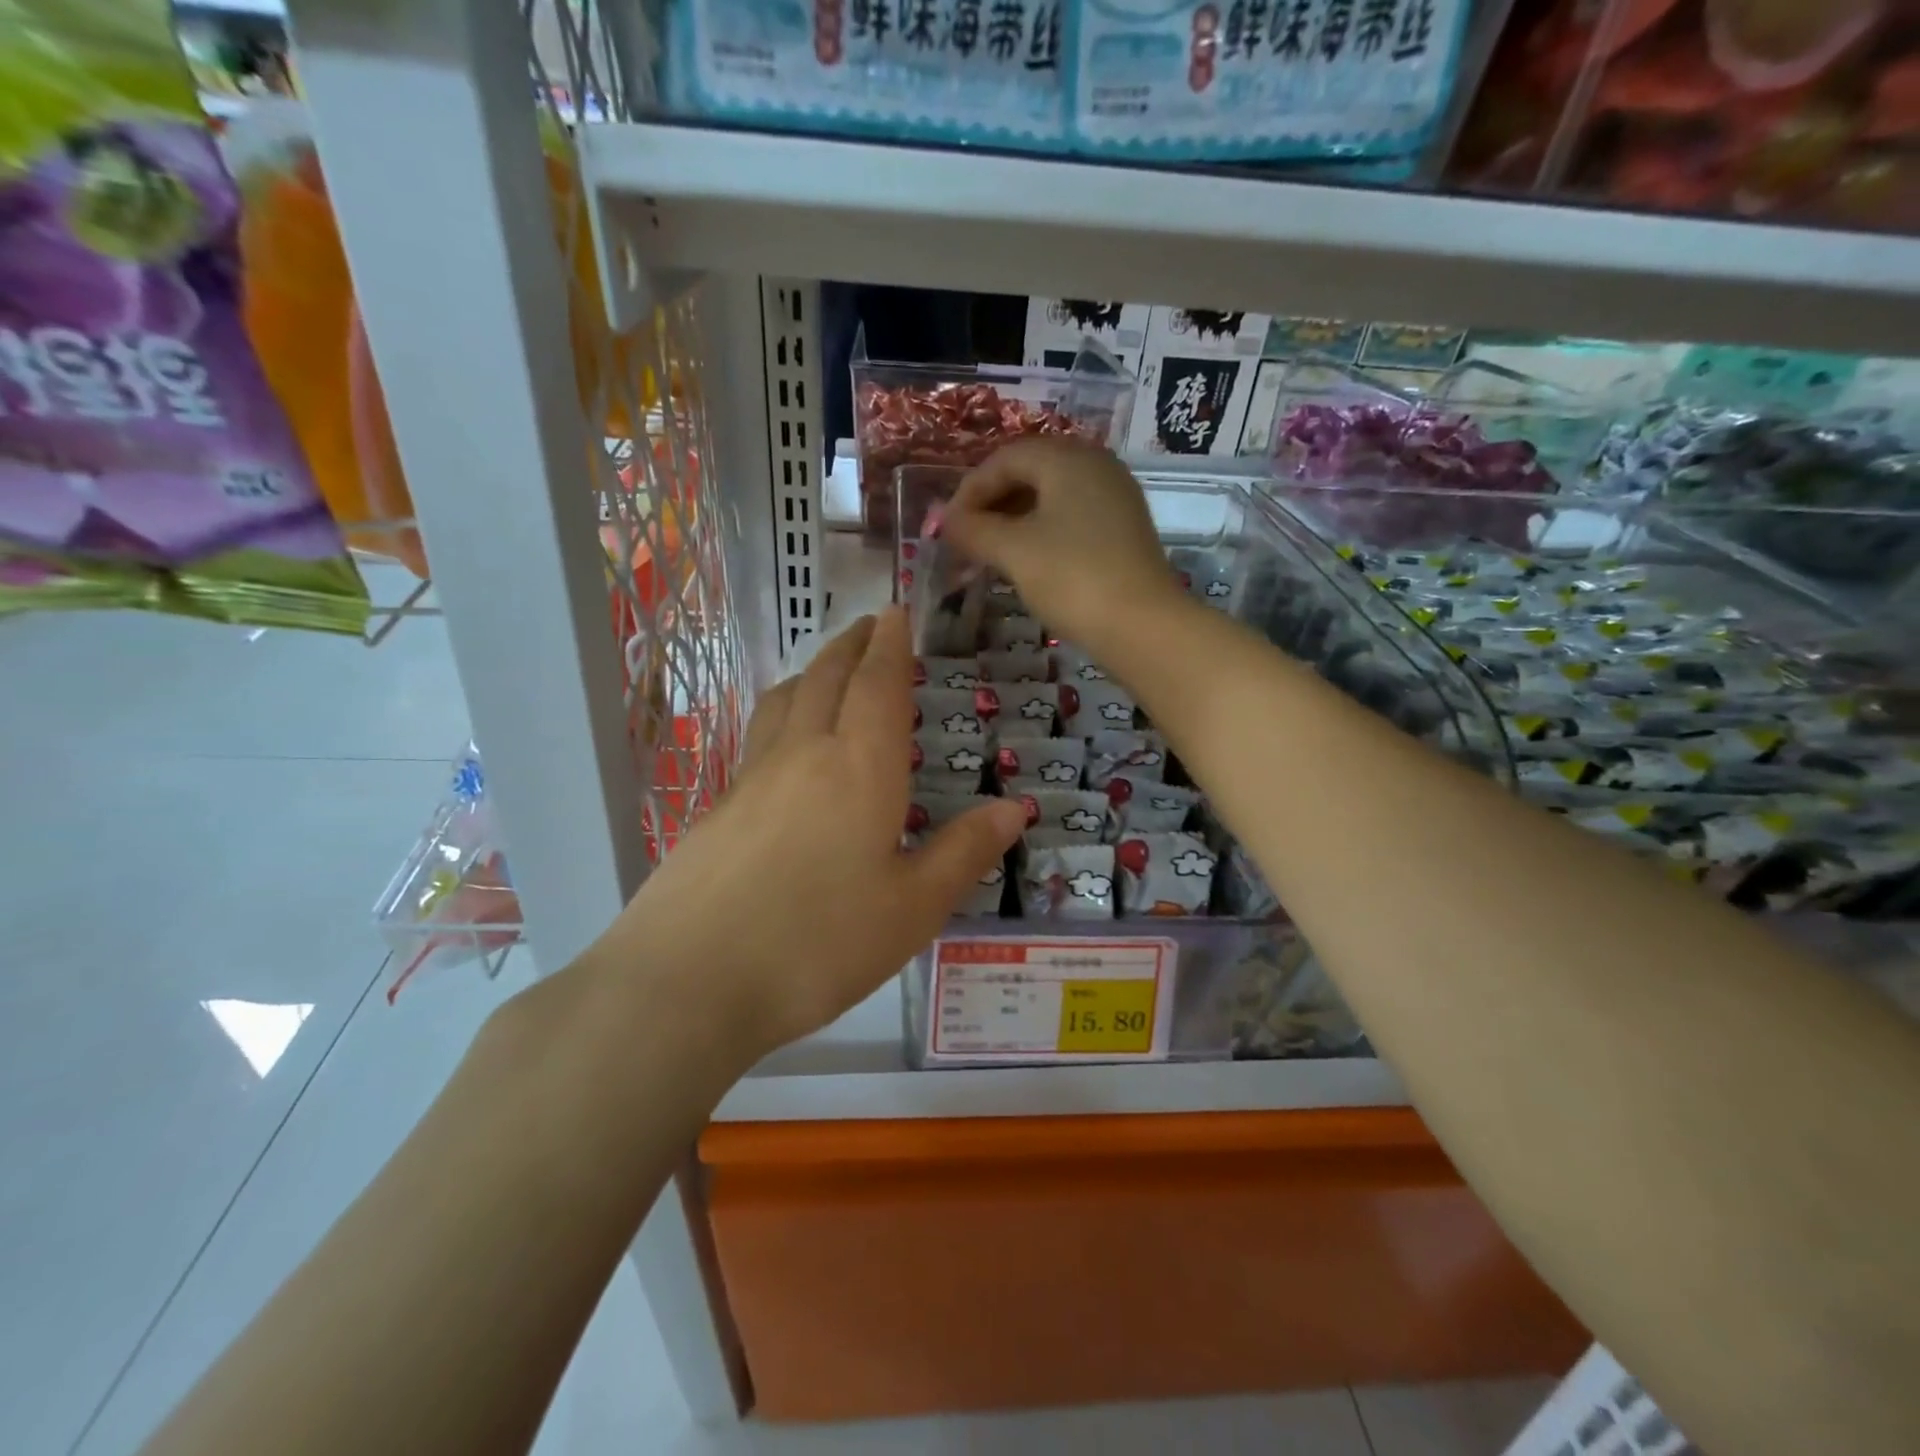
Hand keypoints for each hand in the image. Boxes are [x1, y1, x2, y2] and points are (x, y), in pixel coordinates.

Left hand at [613, 609, 1026, 1058]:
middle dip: (852, 644)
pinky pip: (759, 735)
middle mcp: (804, 755)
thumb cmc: (818, 944)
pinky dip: (783, 712)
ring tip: (829, 669)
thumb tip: (1015, 808)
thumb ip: (964, 852)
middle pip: (827, 677)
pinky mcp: (717, 808)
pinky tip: (785, 744)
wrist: (688, 981)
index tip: (897, 612)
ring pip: (785, 699)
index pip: (879, 684)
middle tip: (869, 625)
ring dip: (813, 670)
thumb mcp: (913, 909)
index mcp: (860, 767)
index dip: (892, 644)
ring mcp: (752, 778)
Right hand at [942, 438, 1184, 649]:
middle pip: (1029, 472)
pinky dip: (1041, 533)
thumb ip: (972, 529)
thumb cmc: (1072, 578)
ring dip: (1013, 521)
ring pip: (1050, 497)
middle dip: (991, 505)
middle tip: (965, 540)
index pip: (1005, 458)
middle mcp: (1096, 466)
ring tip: (989, 554)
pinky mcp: (1123, 529)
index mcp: (1068, 458)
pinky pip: (1071, 518)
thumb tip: (944, 520)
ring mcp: (1115, 497)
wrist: (1142, 626)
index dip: (969, 490)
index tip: (946, 527)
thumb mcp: (1013, 551)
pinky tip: (1026, 562)